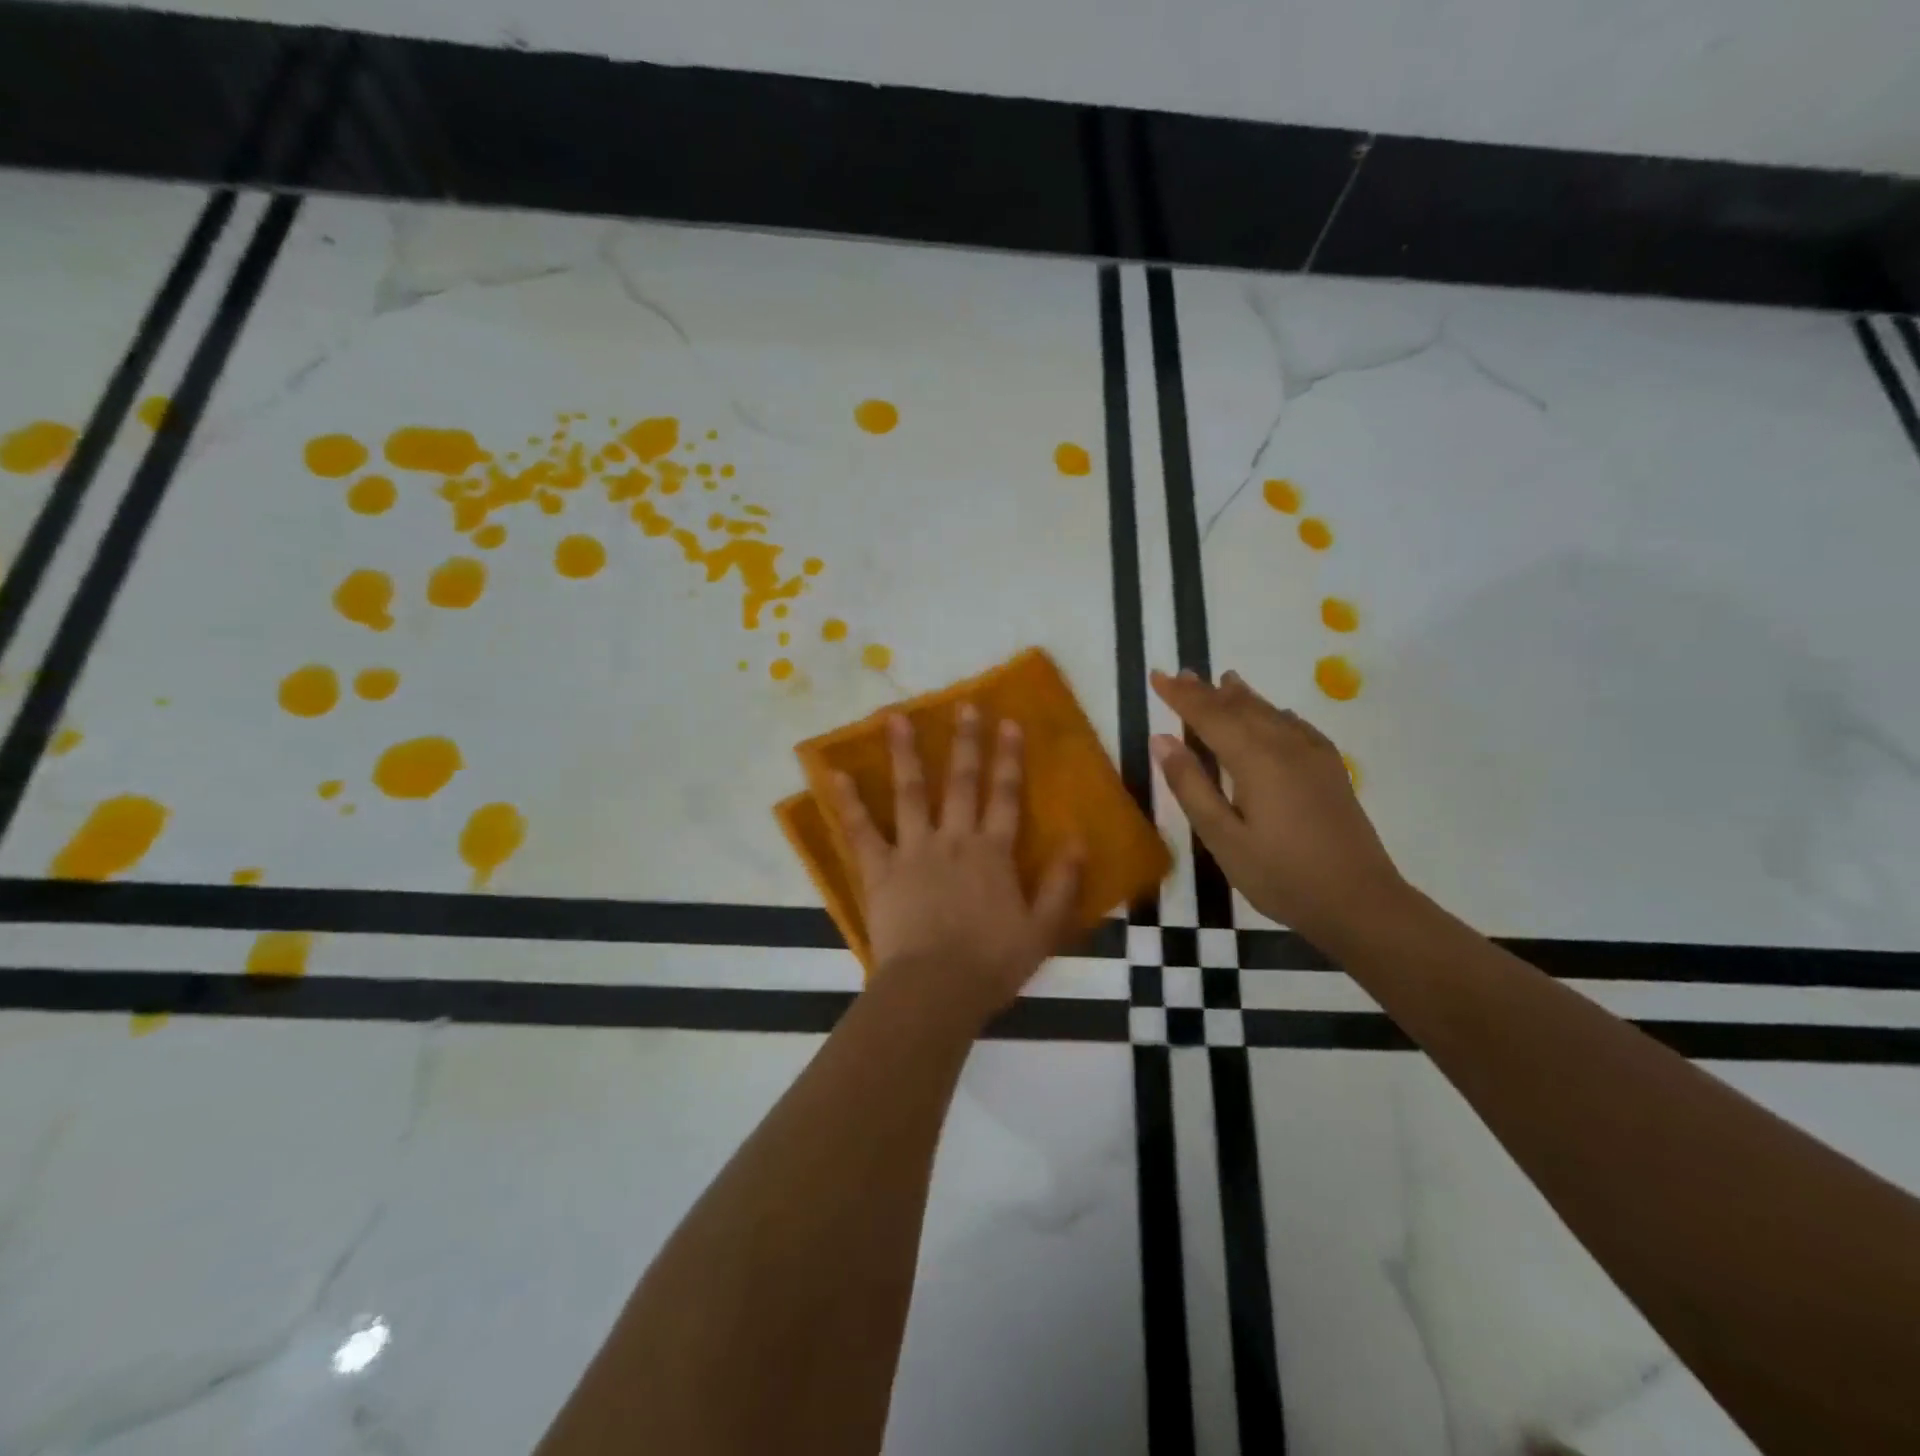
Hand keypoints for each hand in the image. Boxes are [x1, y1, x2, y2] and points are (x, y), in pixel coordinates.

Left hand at [831, 705, 1083, 1027]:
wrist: (935, 990)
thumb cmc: (991, 964)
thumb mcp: (1042, 931)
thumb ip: (1063, 885)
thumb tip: (1080, 841)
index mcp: (993, 853)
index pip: (1005, 796)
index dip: (1009, 759)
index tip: (1008, 723)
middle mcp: (954, 840)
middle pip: (962, 783)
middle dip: (966, 742)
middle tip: (964, 705)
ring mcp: (914, 851)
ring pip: (910, 793)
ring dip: (905, 753)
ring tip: (895, 718)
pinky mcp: (880, 870)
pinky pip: (861, 831)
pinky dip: (848, 803)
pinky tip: (835, 774)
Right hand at [1150, 668, 1405, 941]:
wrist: (1361, 902)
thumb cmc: (1281, 875)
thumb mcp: (1223, 838)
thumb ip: (1191, 786)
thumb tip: (1162, 739)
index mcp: (1255, 760)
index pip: (1209, 715)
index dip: (1180, 696)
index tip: (1157, 676)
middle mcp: (1285, 746)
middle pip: (1240, 707)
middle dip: (1207, 691)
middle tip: (1181, 674)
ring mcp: (1313, 756)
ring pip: (1270, 712)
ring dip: (1241, 696)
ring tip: (1223, 681)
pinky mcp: (1331, 770)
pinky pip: (1296, 726)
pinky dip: (1274, 713)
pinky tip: (1274, 715)